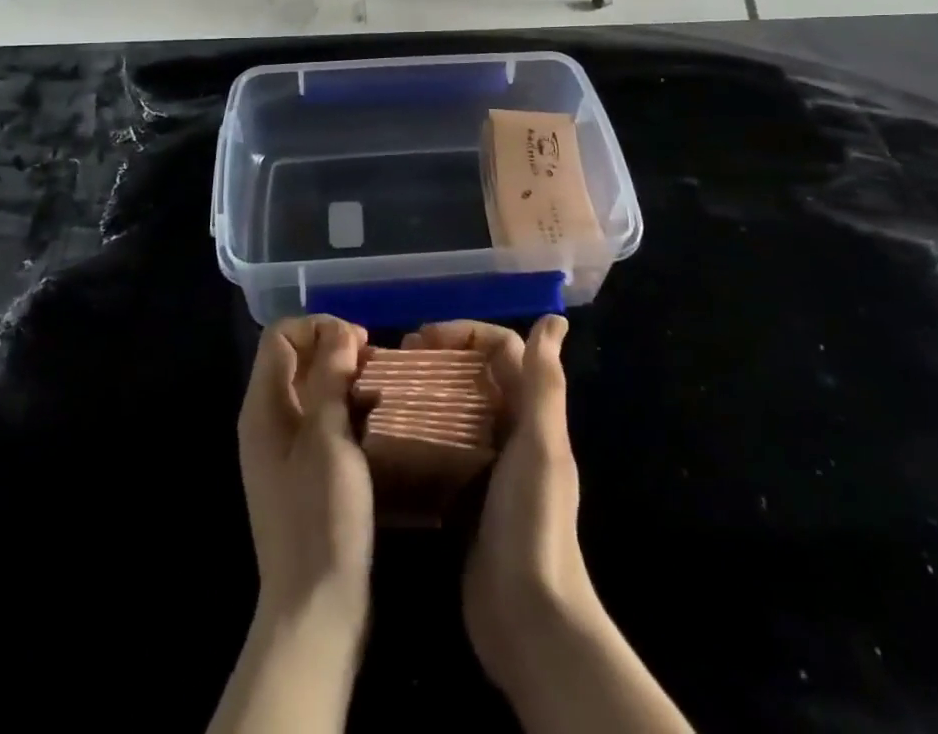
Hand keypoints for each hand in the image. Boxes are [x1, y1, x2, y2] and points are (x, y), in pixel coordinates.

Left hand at [237, 315, 374, 630]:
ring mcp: (283, 449)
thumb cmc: (321, 515)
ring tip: (382, 389)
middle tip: (375, 364)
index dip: (318, 327)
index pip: (280, 336)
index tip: (359, 343)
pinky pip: (320, 420)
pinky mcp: (303, 472)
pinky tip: (375, 421)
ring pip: (311, 389)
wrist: (315, 607)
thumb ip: (330, 376)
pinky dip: (345, 409)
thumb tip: (339, 330)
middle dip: (335, 349)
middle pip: (295, 359)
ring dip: (344, 379)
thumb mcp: (329, 437)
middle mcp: (267, 421)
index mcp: (262, 407)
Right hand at [408, 318, 694, 733]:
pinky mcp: (463, 496)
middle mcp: (511, 432)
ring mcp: (486, 466)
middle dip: (438, 358)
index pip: (502, 349)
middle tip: (396, 359)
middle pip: (473, 376)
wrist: (527, 618)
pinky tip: (384, 438)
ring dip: (423, 393)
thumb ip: (544, 383)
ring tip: (383, 391)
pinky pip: (438, 450)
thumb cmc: (533, 520)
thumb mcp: (539, 445)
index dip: (466, 334)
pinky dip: (416, 435)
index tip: (424, 338)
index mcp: (531, 414)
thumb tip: (554, 319)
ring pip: (453, 410)